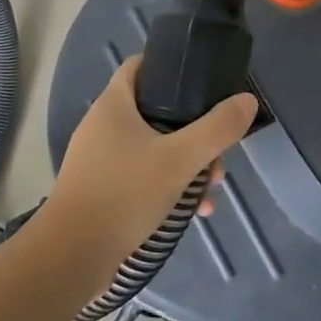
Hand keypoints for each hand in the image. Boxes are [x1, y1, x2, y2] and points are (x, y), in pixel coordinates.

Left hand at [43, 57, 255, 279]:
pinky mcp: (101, 189)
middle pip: (155, 112)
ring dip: (185, 164)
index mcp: (114, 104)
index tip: (202, 81)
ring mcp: (99, 159)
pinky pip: (141, 176)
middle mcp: (102, 125)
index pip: (140, 66)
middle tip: (217, 154)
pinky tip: (192, 212)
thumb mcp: (179, 160)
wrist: (73, 254)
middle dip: (192, 131)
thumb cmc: (124, 193)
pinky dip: (167, 186)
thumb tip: (247, 100)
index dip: (170, 67)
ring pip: (152, 148)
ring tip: (211, 189)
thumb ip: (216, 130)